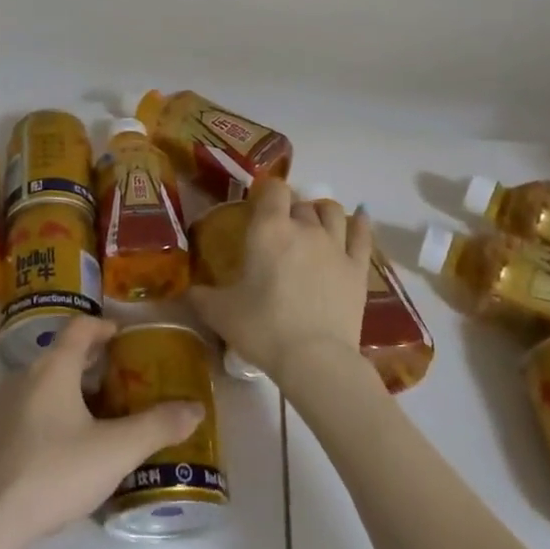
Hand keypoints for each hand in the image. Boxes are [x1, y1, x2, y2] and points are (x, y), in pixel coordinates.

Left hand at [0, 316, 203, 548]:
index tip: (123, 337)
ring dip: (68, 392)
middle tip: (119, 383)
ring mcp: (0, 407)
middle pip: (60, 356)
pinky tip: (61, 452)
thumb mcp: (115, 451)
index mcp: (53, 367)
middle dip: (91, 365)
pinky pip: (25, 412)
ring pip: (41, 385)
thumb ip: (157, 427)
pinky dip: (47, 417)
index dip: (103, 326)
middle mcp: (23, 376)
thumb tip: (195, 409)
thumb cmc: (54, 472)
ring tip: (94, 419)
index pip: (80, 327)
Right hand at [190, 178, 372, 385]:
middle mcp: (304, 228)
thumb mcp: (220, 313)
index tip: (258, 203)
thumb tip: (185, 290)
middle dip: (290, 209)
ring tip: (313, 223)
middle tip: (279, 228)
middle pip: (300, 203)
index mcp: (269, 229)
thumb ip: (200, 296)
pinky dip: (362, 222)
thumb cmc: (263, 328)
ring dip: (320, 212)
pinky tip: (361, 215)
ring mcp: (335, 246)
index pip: (273, 188)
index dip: (266, 191)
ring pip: (331, 212)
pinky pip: (363, 235)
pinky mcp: (357, 268)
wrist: (315, 360)